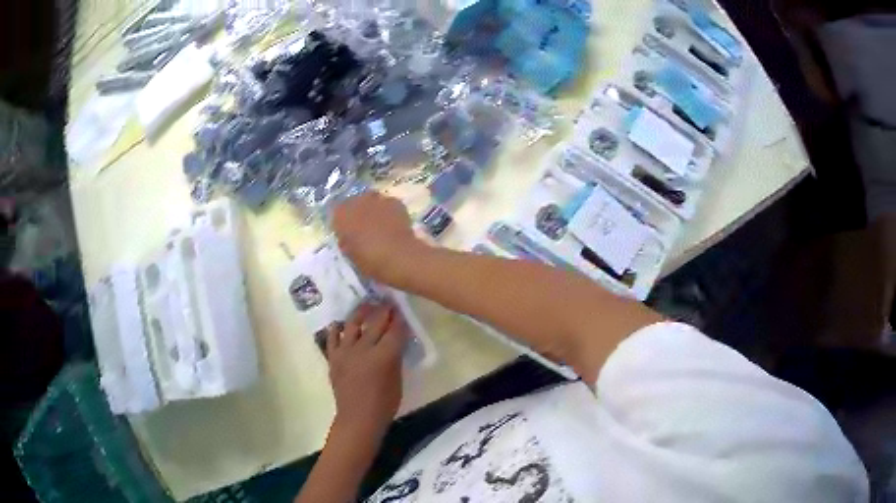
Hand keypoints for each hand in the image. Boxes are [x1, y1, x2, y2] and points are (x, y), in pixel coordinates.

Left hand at [326, 301, 406, 438]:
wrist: (358, 418)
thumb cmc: (384, 404)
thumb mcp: (397, 380)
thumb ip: (395, 358)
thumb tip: (396, 341)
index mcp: (384, 356)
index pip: (395, 331)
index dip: (400, 320)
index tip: (402, 311)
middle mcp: (364, 349)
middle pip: (375, 323)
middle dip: (384, 311)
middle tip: (388, 303)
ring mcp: (345, 352)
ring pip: (352, 324)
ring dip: (360, 312)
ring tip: (366, 306)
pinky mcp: (333, 357)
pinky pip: (332, 337)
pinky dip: (336, 328)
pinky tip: (340, 323)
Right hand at [332, 192, 420, 282]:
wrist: (398, 256)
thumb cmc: (369, 260)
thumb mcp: (350, 254)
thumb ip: (346, 240)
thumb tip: (347, 236)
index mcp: (340, 215)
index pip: (336, 213)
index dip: (342, 223)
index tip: (347, 233)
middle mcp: (356, 201)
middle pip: (354, 203)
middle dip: (357, 213)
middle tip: (363, 228)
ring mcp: (377, 198)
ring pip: (371, 201)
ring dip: (373, 210)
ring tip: (379, 225)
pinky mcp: (395, 201)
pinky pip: (388, 204)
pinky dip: (389, 212)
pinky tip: (393, 224)